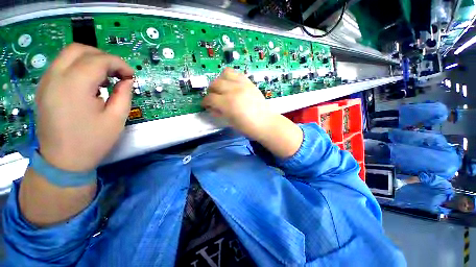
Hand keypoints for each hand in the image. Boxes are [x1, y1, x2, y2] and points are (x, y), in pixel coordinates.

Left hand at [35, 43, 133, 171]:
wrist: (63, 161)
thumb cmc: (92, 141)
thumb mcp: (116, 118)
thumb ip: (124, 94)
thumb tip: (127, 80)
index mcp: (74, 86)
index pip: (99, 60)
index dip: (119, 64)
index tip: (131, 76)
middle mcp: (55, 77)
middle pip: (79, 49)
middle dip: (103, 57)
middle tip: (118, 73)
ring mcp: (46, 81)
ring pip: (69, 55)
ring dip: (91, 60)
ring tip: (105, 78)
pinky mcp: (44, 87)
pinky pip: (62, 65)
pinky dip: (79, 67)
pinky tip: (90, 83)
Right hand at [202, 68, 274, 139]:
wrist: (264, 122)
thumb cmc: (246, 127)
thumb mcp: (229, 122)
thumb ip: (218, 113)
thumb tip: (210, 107)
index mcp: (227, 103)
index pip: (210, 98)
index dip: (205, 102)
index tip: (205, 105)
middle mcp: (233, 90)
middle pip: (215, 83)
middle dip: (211, 91)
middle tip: (213, 98)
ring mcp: (242, 84)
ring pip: (224, 73)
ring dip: (220, 81)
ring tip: (222, 89)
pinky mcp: (249, 82)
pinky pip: (236, 73)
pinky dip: (231, 77)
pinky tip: (232, 85)